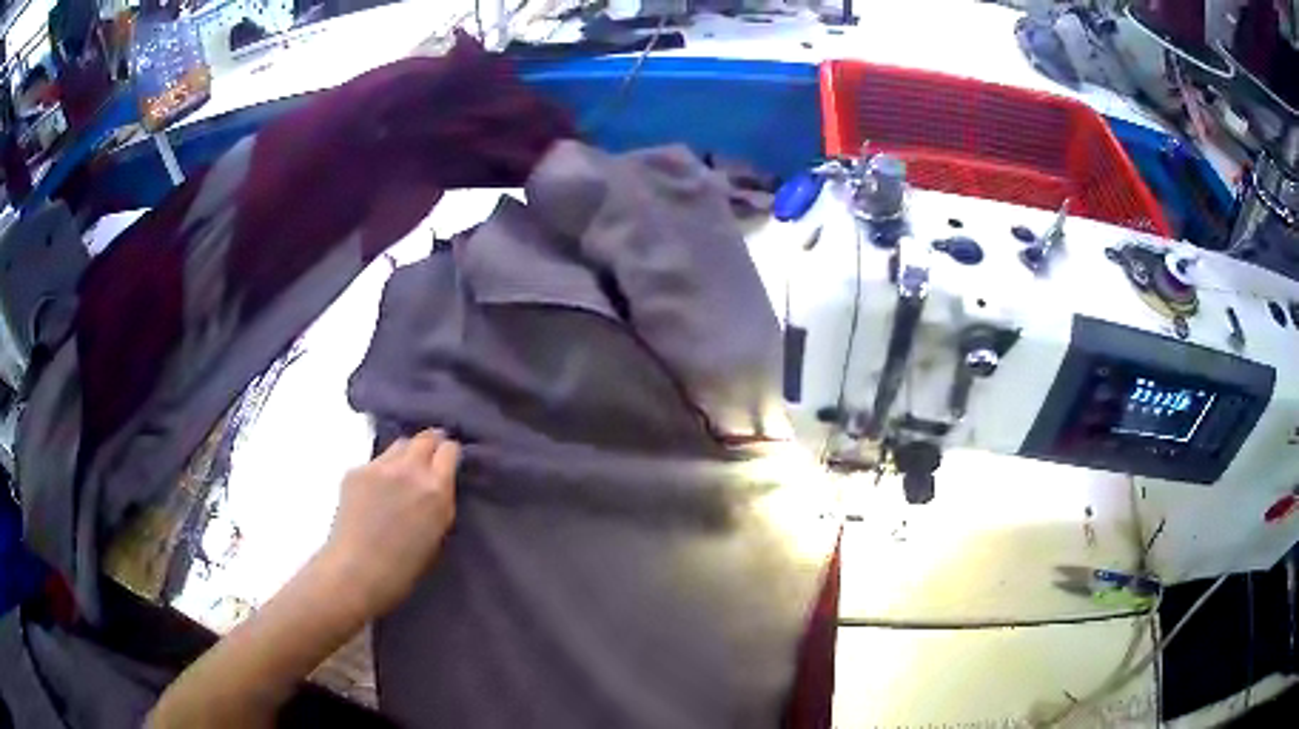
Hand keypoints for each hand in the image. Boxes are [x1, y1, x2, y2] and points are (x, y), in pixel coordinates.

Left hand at [321, 429, 460, 617]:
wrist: (357, 572)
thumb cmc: (404, 568)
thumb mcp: (438, 533)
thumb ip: (441, 502)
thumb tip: (439, 485)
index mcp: (435, 489)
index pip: (449, 449)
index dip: (450, 454)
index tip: (449, 463)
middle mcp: (409, 469)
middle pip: (425, 437)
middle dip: (430, 445)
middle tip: (429, 460)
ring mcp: (379, 467)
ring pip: (399, 445)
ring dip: (406, 454)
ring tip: (402, 475)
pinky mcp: (356, 471)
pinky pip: (376, 461)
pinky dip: (382, 470)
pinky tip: (377, 492)